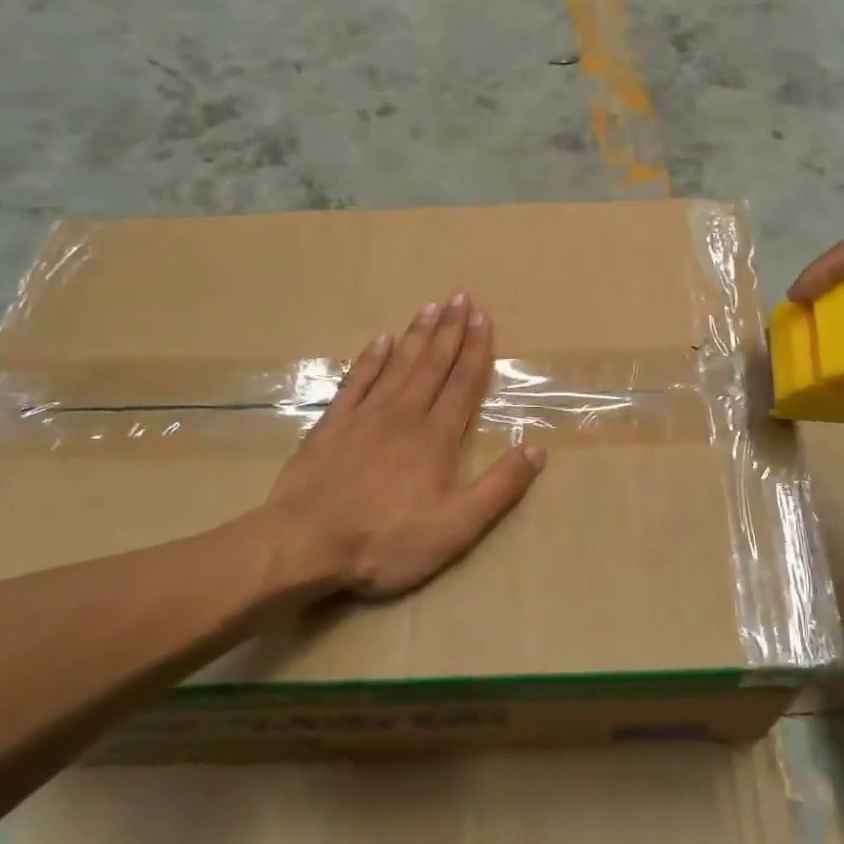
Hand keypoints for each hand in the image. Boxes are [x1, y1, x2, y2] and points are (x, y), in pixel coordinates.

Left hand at [243, 295, 545, 599]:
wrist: (305, 545)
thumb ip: (499, 488)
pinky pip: (356, 381)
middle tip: (460, 297)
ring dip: (416, 335)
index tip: (483, 318)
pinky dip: (370, 359)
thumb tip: (538, 450)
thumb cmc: (386, 540)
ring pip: (398, 365)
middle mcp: (403, 415)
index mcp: (436, 437)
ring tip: (429, 307)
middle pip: (432, 364)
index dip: (475, 350)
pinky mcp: (331, 425)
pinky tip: (380, 341)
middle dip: (449, 330)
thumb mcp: (457, 527)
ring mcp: (364, 416)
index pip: (462, 383)